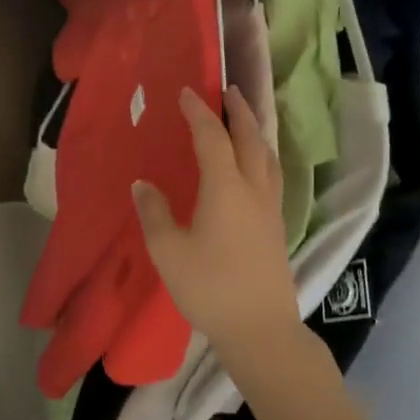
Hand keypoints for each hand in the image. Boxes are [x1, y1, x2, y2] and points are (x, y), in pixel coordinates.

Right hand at [134, 86, 300, 359]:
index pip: (212, 138)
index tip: (186, 92)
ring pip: (267, 156)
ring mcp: (270, 209)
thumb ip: (154, 213)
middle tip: (228, 91)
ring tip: (245, 120)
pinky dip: (262, 156)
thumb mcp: (168, 251)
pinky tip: (254, 167)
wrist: (260, 328)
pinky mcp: (277, 227)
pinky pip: (271, 175)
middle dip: (239, 111)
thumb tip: (143, 185)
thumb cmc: (209, 287)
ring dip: (256, 131)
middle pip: (250, 139)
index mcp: (226, 188)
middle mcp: (253, 190)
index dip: (198, 112)